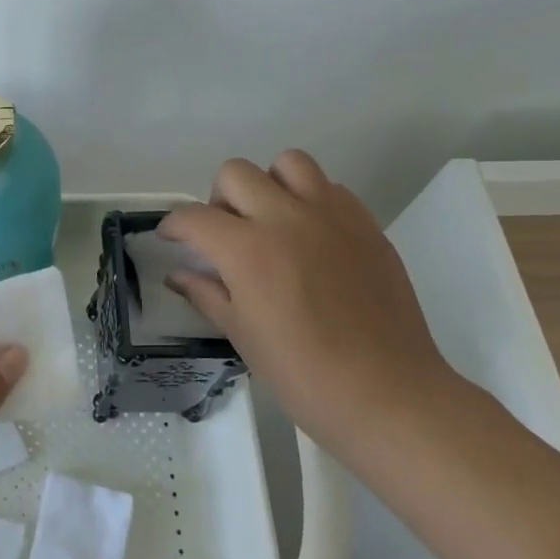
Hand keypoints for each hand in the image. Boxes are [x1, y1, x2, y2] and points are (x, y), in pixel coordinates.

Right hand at [159, 150, 454, 444]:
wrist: (387, 394)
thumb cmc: (303, 375)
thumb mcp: (242, 335)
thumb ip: (206, 294)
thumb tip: (179, 275)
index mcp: (248, 250)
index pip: (194, 217)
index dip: (174, 226)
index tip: (172, 238)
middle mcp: (286, 219)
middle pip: (235, 173)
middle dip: (218, 200)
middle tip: (226, 235)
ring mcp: (331, 216)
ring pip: (287, 163)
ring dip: (268, 185)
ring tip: (271, 222)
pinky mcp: (366, 224)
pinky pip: (330, 187)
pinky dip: (310, 200)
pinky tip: (311, 237)